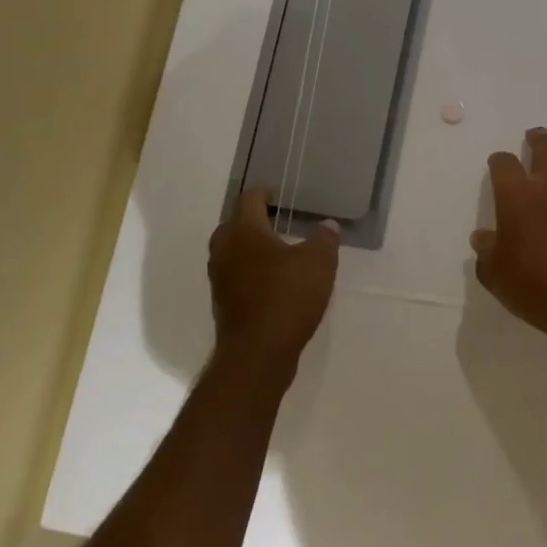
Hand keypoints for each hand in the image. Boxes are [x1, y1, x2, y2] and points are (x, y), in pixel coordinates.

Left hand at [207, 188, 339, 381]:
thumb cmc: (287, 296)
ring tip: (279, 251)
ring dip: (251, 248)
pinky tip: (274, 281)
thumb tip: (326, 225)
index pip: (249, 199)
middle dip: (253, 220)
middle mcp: (225, 250)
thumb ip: (324, 239)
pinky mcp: (224, 304)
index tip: (277, 192)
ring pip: (232, 252)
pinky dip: (251, 272)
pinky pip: (236, 276)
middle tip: (279, 220)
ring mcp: (220, 279)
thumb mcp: (319, 262)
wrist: (258, 354)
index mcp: (244, 231)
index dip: (264, 192)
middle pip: (234, 225)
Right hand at [470, 127, 546, 351]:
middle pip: (545, 146)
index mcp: (517, 195)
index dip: (498, 161)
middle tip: (534, 137)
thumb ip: (486, 251)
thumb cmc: (532, 286)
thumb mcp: (494, 274)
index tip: (497, 165)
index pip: (503, 162)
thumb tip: (483, 238)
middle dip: (537, 137)